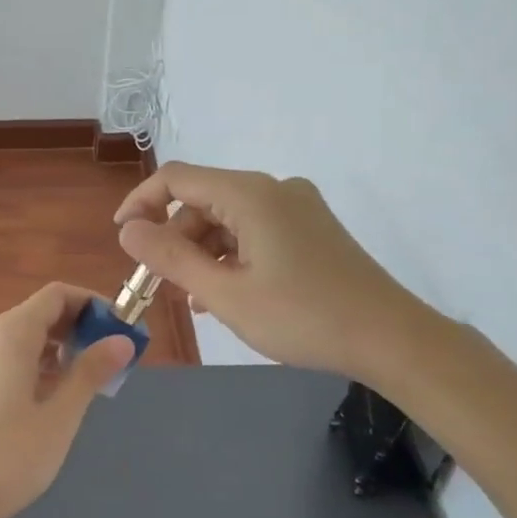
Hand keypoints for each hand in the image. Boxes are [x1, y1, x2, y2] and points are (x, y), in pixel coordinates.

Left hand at [0, 284, 134, 517]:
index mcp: (9, 333)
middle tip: (111, 359)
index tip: (122, 329)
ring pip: (22, 338)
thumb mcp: (59, 416)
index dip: (92, 304)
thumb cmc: (7, 458)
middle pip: (39, 313)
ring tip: (87, 381)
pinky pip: (6, 358)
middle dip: (78, 328)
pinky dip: (34, 365)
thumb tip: (122, 341)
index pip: (56, 295)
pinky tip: (51, 397)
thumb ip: (90, 372)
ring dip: (58, 349)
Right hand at [115, 162, 444, 380]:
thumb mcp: (225, 293)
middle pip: (203, 200)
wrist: (393, 339)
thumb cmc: (303, 317)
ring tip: (193, 297)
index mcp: (250, 194)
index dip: (142, 202)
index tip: (123, 238)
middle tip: (159, 283)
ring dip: (202, 251)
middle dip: (174, 237)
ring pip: (228, 218)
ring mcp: (296, 207)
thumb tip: (127, 229)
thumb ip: (169, 258)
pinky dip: (231, 254)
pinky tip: (225, 292)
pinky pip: (254, 230)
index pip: (177, 178)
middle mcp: (273, 188)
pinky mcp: (310, 227)